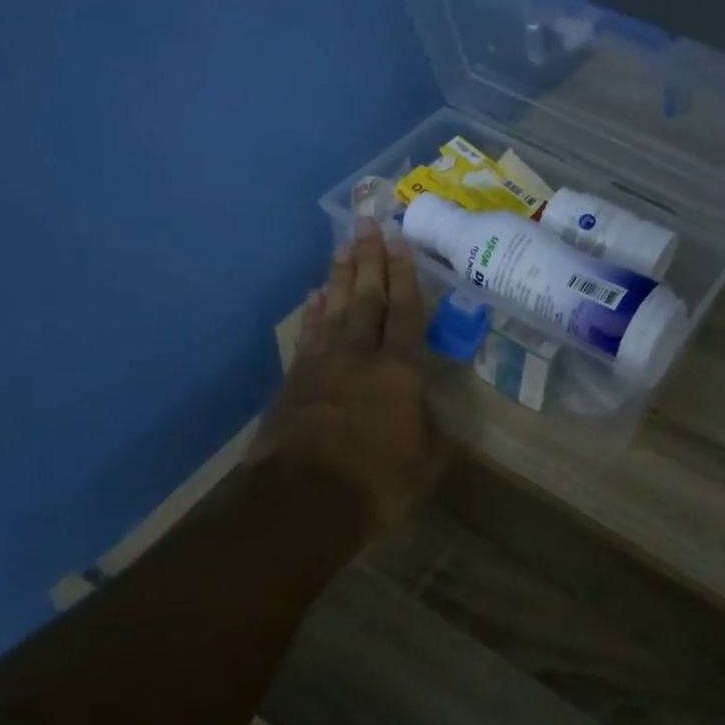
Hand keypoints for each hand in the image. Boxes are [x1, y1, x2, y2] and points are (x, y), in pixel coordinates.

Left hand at [256, 219, 450, 535]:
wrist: (301, 501)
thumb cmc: (376, 481)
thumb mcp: (426, 461)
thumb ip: (429, 428)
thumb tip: (422, 410)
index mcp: (398, 369)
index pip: (404, 311)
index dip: (404, 275)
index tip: (399, 241)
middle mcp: (359, 354)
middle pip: (366, 297)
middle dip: (370, 258)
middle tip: (368, 222)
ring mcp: (322, 364)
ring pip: (335, 307)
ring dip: (342, 274)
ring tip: (344, 245)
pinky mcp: (295, 380)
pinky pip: (308, 333)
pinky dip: (314, 311)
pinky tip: (315, 294)